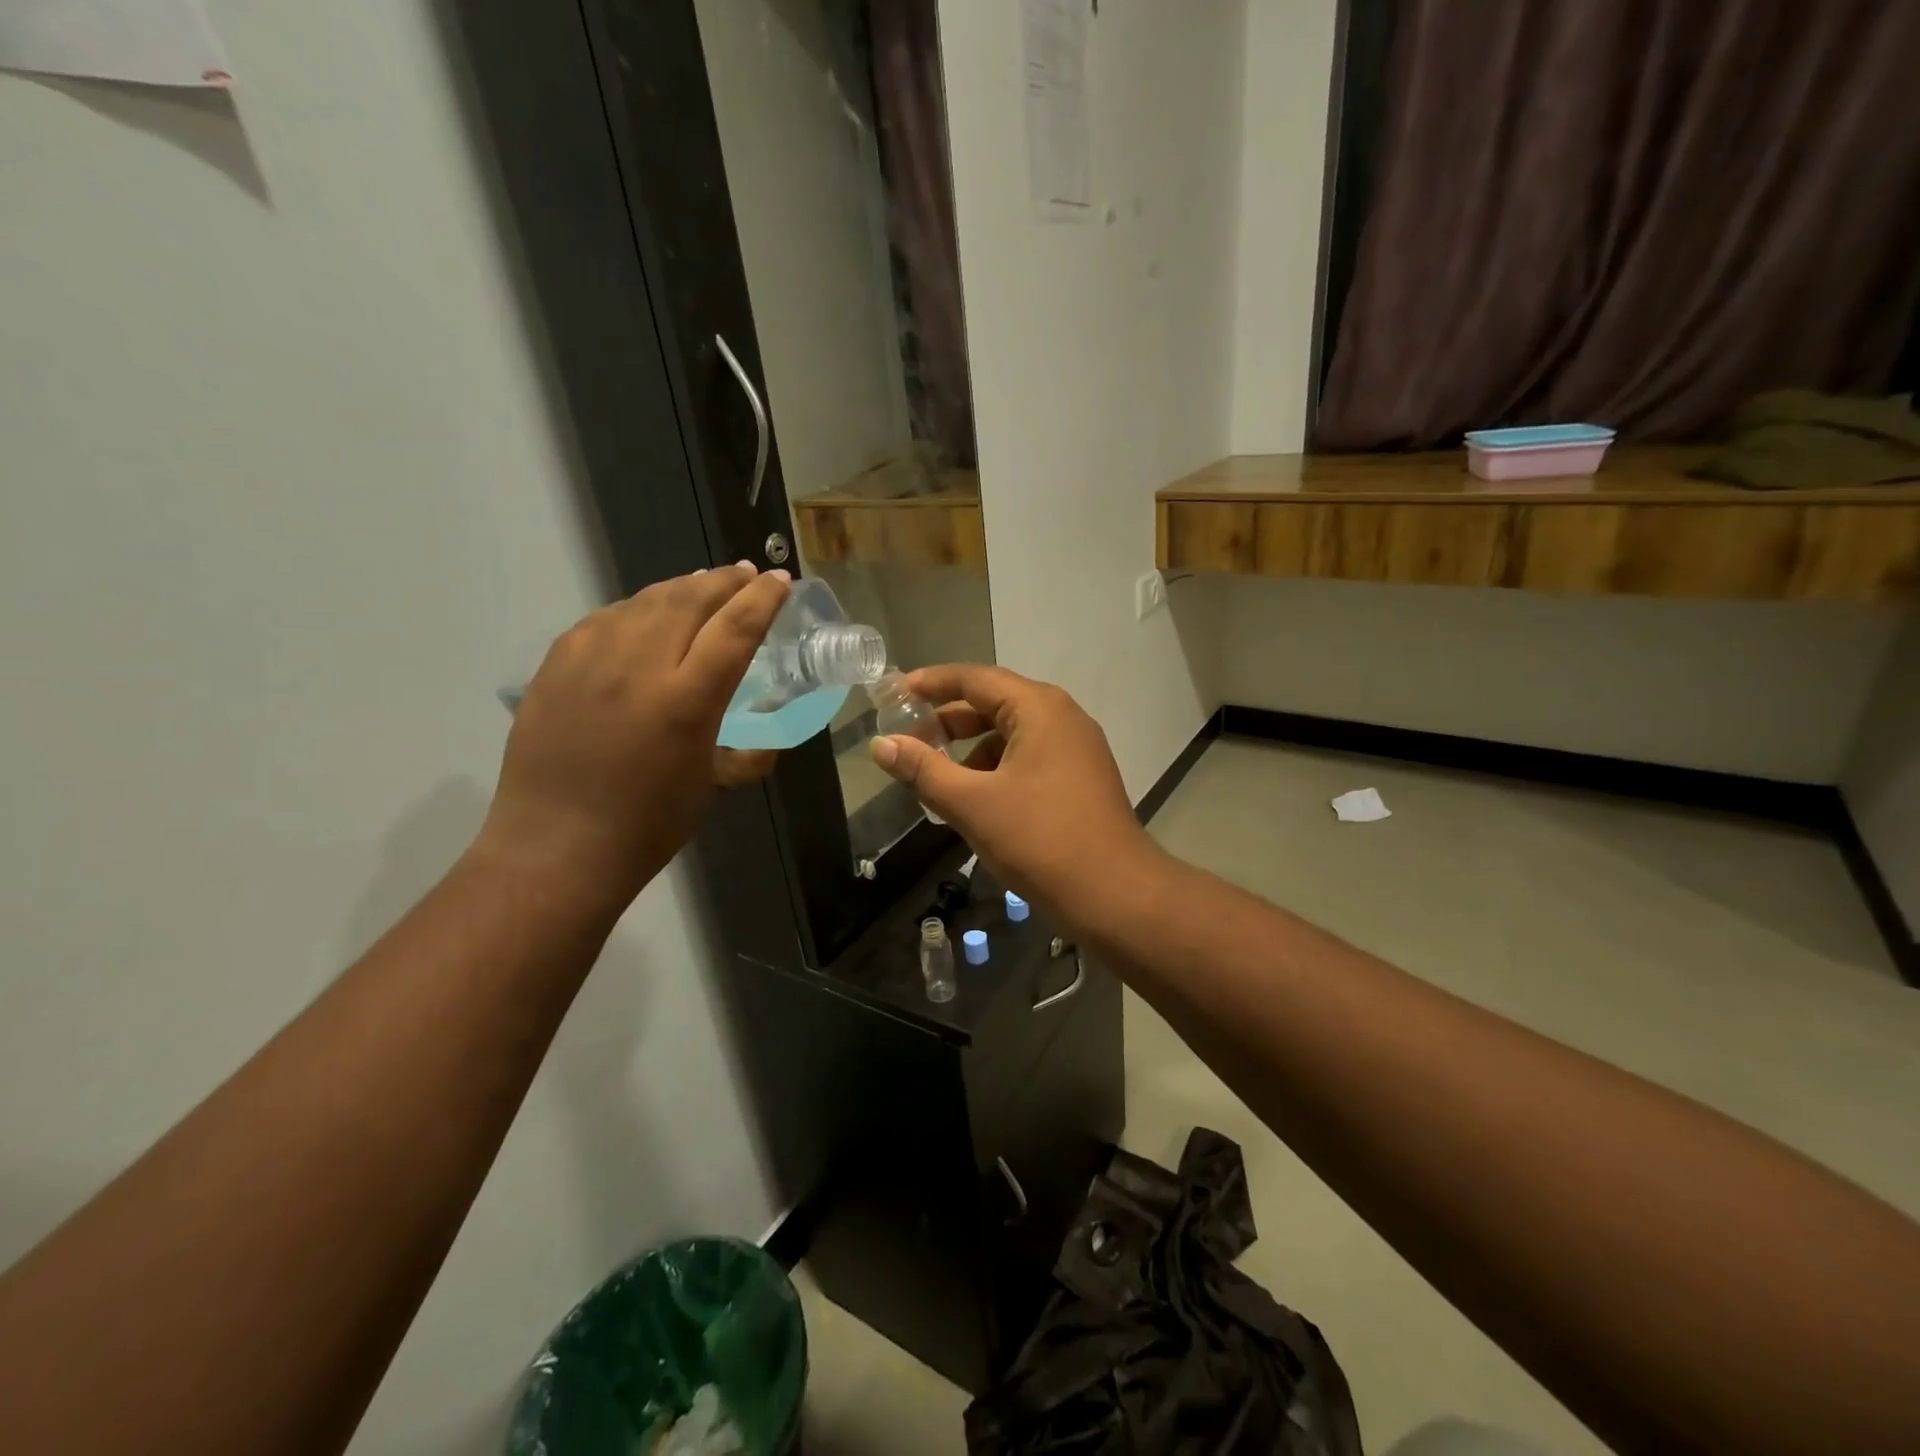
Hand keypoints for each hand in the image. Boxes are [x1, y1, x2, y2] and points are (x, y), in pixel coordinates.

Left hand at [477, 563, 789, 909]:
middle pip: (689, 600)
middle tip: (745, 573)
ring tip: (702, 584)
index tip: (779, 581)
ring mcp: (590, 661)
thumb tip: (769, 744)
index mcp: (685, 701)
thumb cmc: (647, 826)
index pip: (735, 629)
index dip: (762, 599)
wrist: (555, 847)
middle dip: (724, 581)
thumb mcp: (710, 787)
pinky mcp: (556, 665)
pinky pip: (604, 619)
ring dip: (681, 588)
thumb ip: (746, 756)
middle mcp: (638, 668)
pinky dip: (636, 609)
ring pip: (645, 601)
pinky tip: (645, 614)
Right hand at [868, 664, 1161, 926]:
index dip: (931, 683)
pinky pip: (1030, 756)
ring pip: (1012, 733)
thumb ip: (923, 770)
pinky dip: (997, 768)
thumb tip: (881, 744)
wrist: (1116, 895)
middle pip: (994, 703)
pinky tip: (976, 798)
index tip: (894, 693)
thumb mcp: (972, 804)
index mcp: (1039, 708)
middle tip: (909, 739)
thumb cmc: (1041, 841)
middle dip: (949, 720)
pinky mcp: (1081, 777)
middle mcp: (1062, 716)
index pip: (974, 679)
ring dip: (972, 749)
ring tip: (937, 776)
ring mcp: (1077, 747)